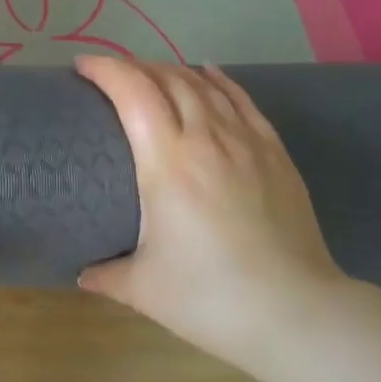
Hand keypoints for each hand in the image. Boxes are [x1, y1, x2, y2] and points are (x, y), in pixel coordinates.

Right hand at [74, 57, 345, 371]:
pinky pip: (241, 100)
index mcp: (168, 163)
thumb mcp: (144, 289)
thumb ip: (105, 274)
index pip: (133, 92)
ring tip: (150, 75)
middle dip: (133, 66)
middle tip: (111, 75)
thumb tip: (82, 270)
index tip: (82, 66)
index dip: (105, 69)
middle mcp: (207, 138)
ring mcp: (246, 141)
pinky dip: (217, 80)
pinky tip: (207, 74)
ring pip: (204, 84)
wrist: (298, 314)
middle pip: (167, 79)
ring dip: (171, 71)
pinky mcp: (275, 152)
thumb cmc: (212, 299)